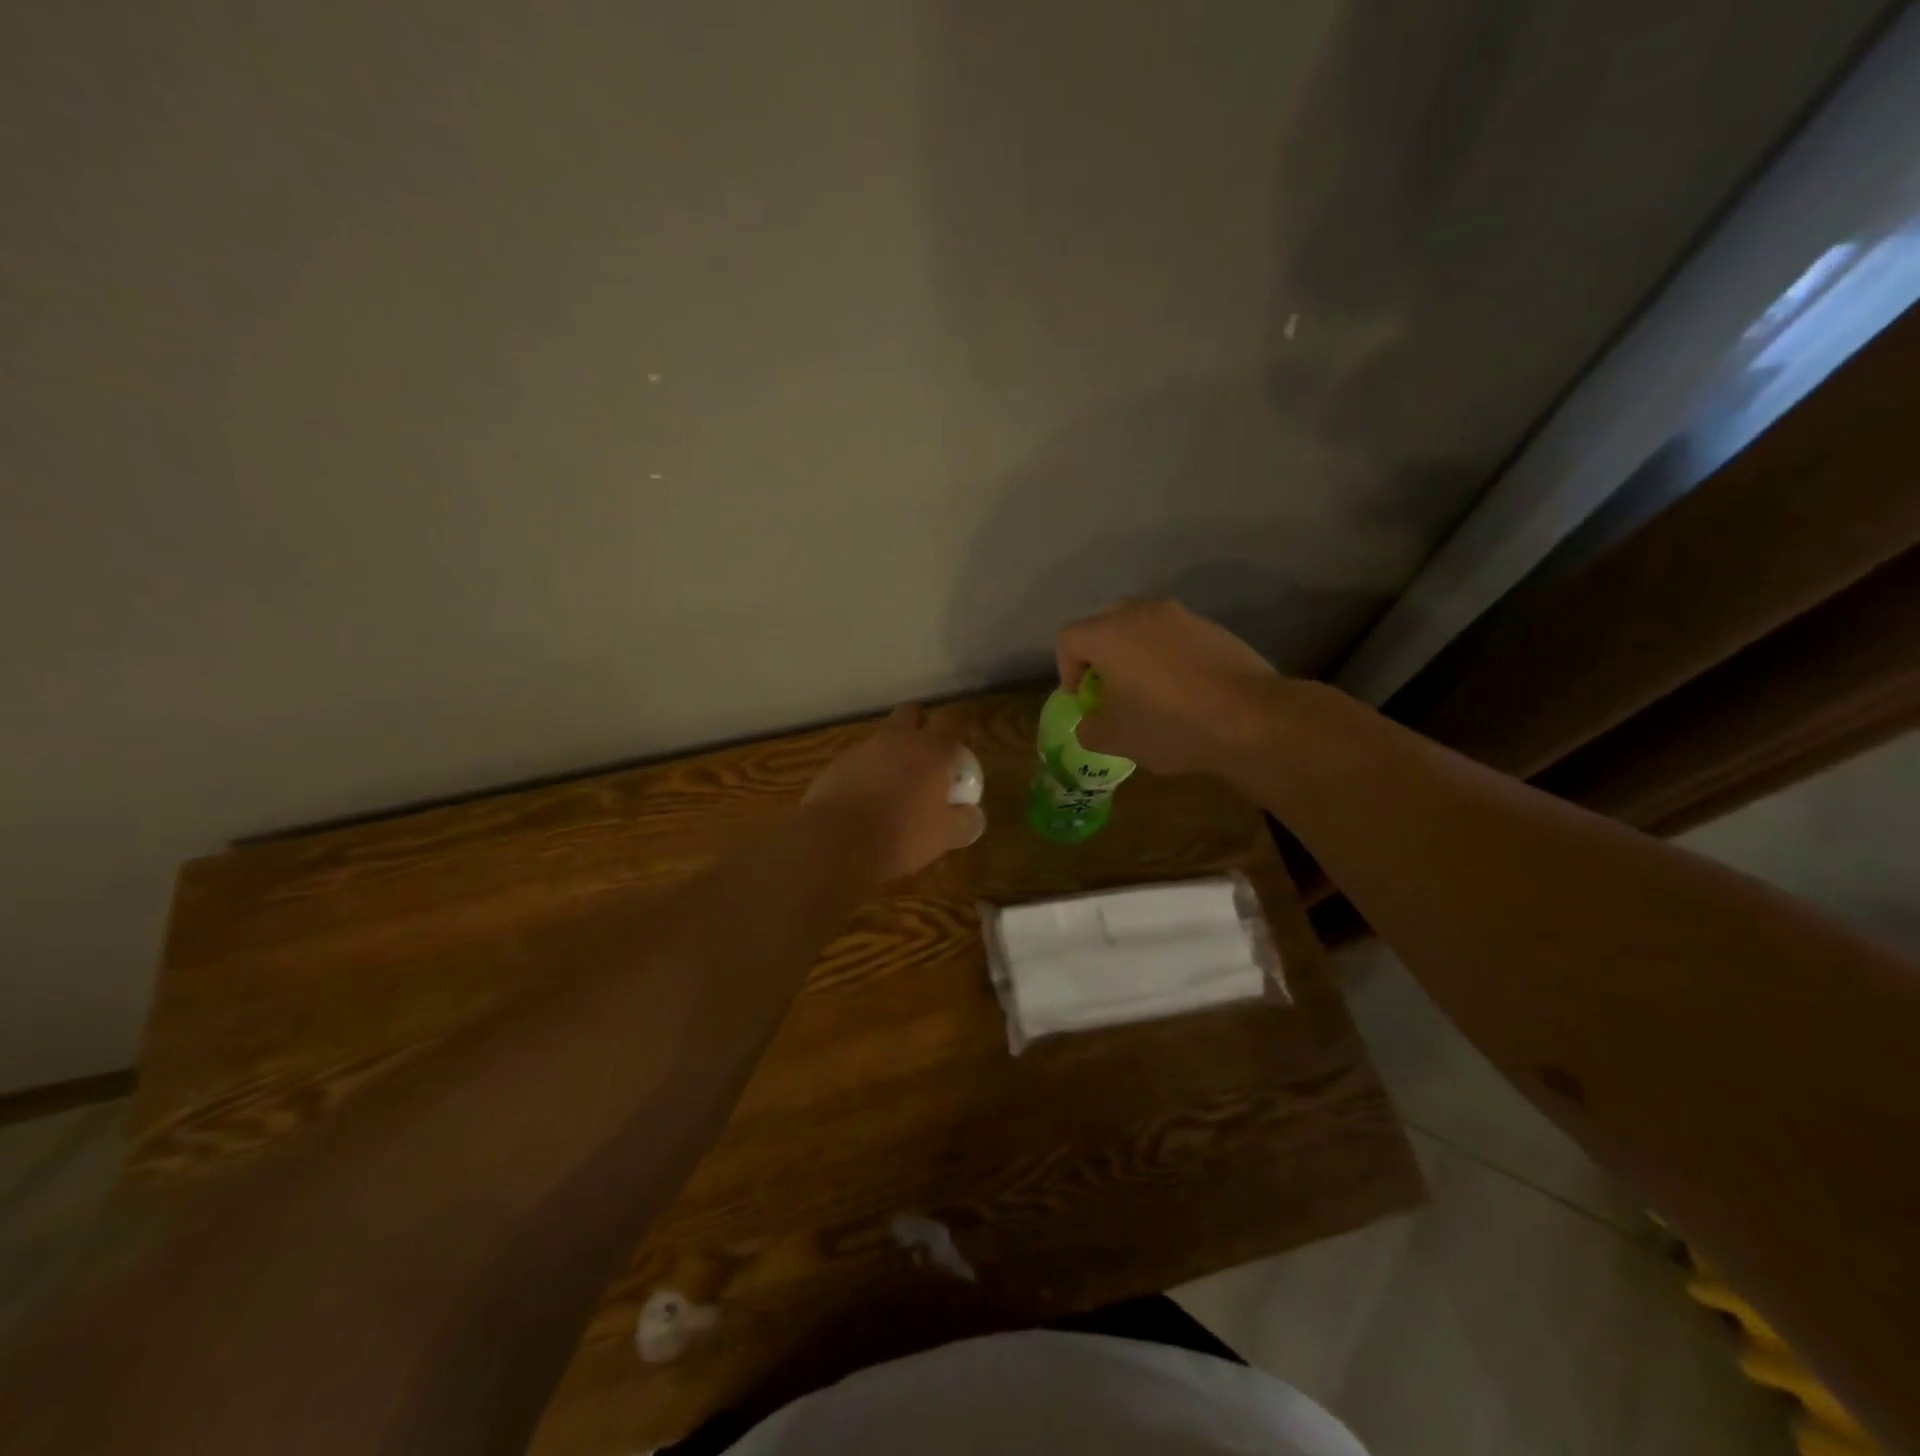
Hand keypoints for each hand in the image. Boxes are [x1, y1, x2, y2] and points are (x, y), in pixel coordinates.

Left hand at [802, 706, 985, 880]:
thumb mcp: (945, 835)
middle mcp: (898, 739)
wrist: (835, 842)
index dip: (959, 728)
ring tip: (894, 788)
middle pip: (912, 712)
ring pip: (883, 738)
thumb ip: (965, 821)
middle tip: (927, 757)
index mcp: (932, 749)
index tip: (961, 747)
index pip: (953, 719)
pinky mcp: (836, 765)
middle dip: (921, 726)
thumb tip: (973, 816)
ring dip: (892, 753)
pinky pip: (858, 761)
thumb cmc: (902, 835)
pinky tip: (865, 802)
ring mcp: (863, 749)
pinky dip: (866, 774)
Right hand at [1054, 598, 1283, 777]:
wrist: (1252, 719)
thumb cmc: (1169, 725)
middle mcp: (1143, 613)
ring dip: (1135, 657)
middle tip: (1110, 693)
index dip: (1066, 670)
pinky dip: (1168, 659)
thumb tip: (1092, 721)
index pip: (1068, 638)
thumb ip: (1089, 727)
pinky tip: (1184, 694)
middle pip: (1104, 626)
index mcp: (1109, 633)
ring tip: (1149, 694)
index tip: (1084, 701)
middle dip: (1100, 658)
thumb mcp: (1114, 739)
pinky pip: (1175, 639)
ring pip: (1143, 630)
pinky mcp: (1214, 629)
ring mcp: (1183, 617)